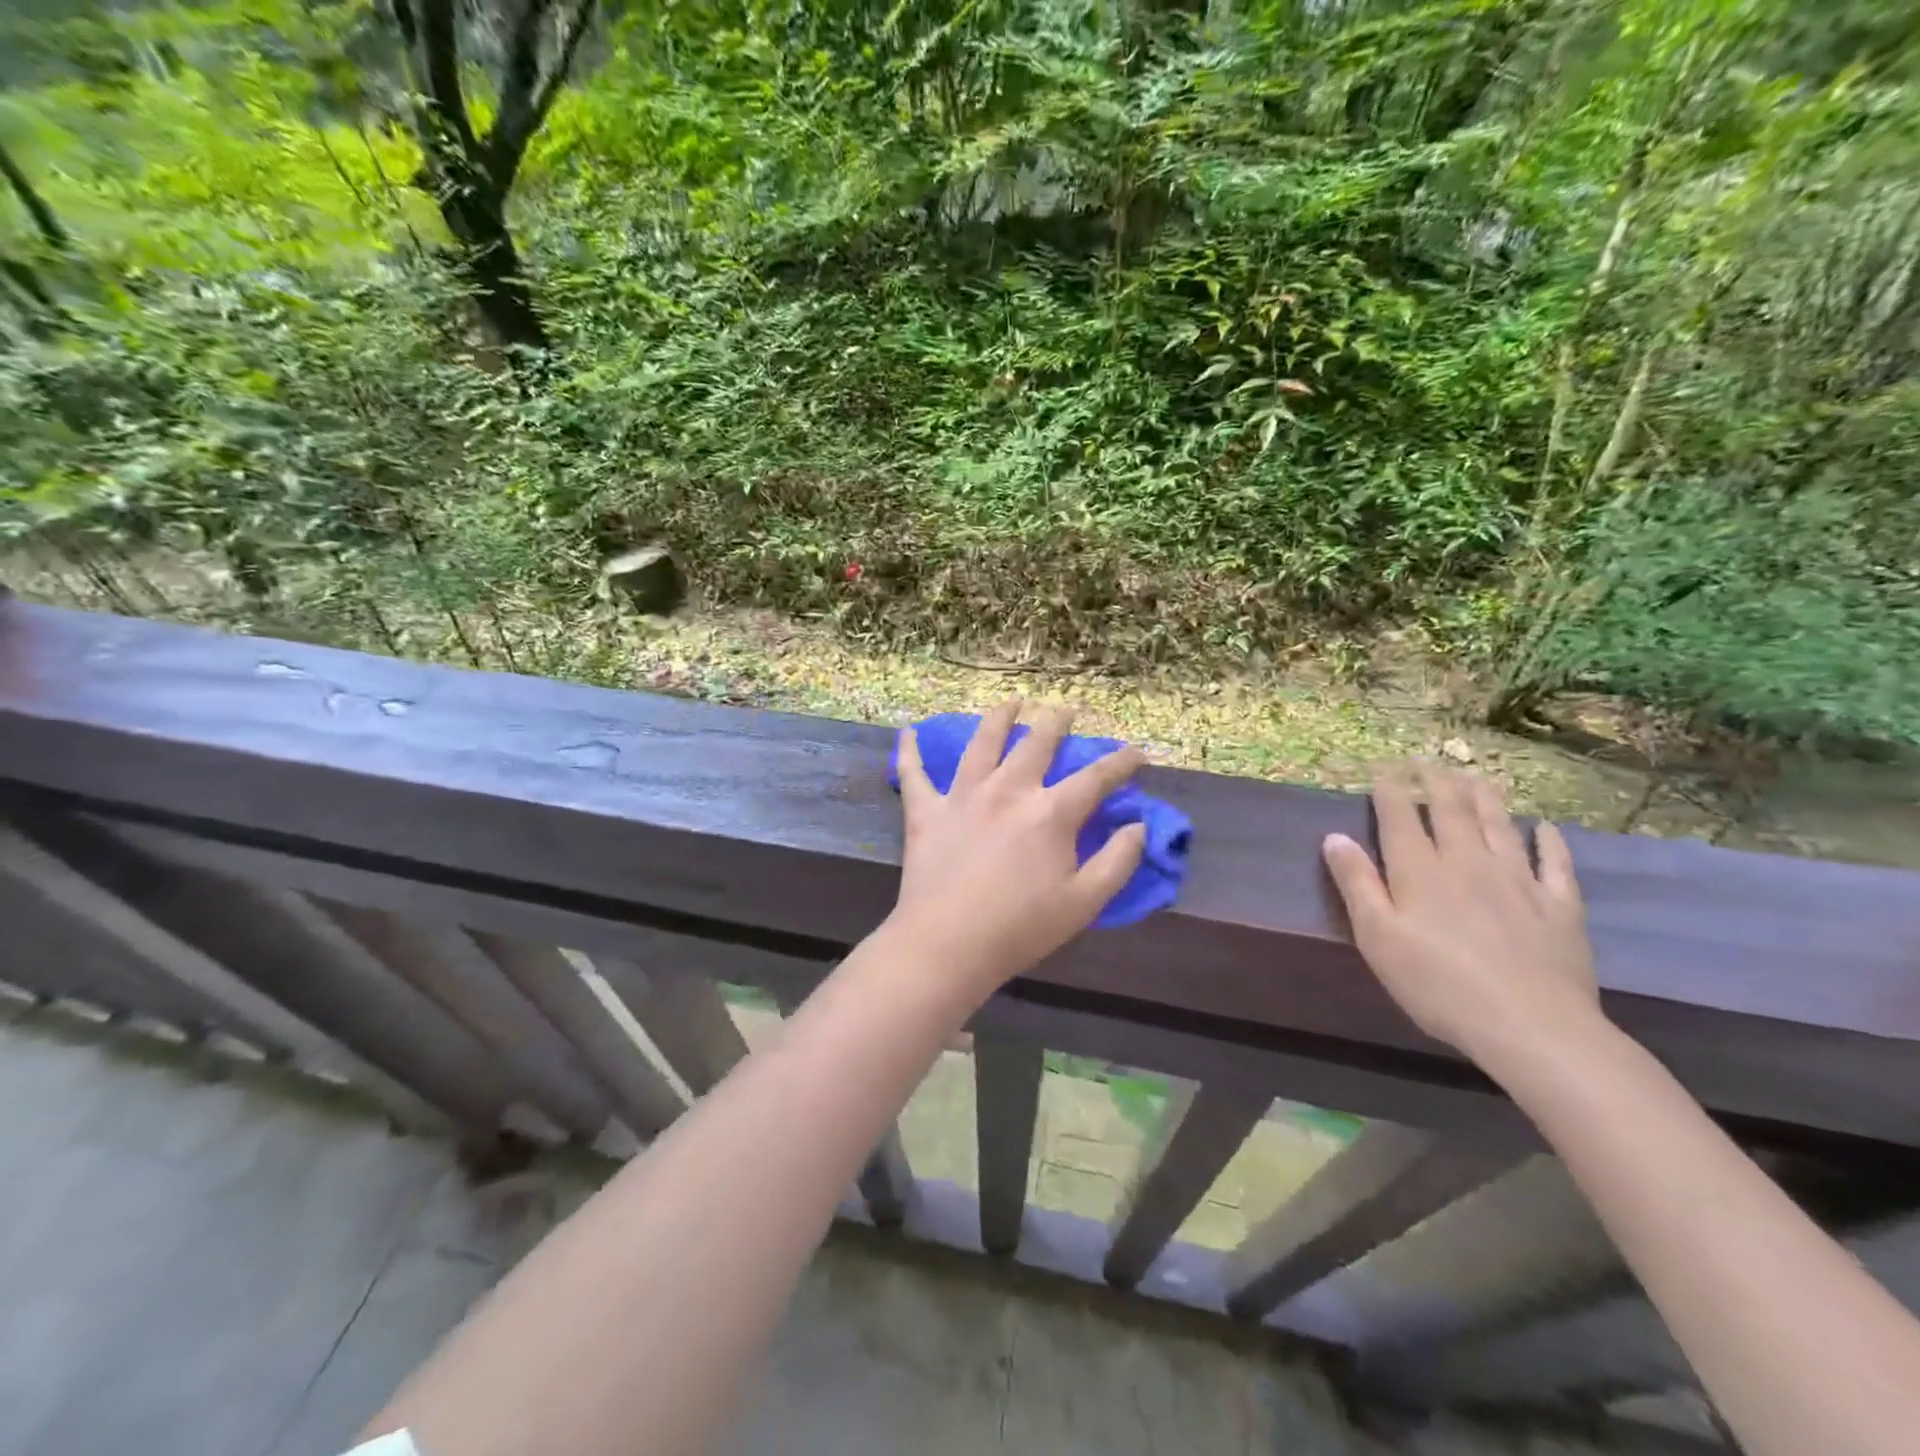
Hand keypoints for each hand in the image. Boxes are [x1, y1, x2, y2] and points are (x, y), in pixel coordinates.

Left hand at [890, 701, 1145, 996]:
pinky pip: (914, 773)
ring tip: (1011, 702)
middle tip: (1067, 709)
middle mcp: (1008, 790)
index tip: (1136, 752)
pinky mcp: (926, 811)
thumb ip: (1118, 862)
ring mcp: (963, 796)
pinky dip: (910, 751)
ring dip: (999, 717)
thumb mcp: (1084, 903)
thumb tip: (1138, 826)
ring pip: (982, 743)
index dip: (1120, 762)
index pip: (1095, 778)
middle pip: (1037, 743)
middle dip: (1057, 722)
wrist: (947, 943)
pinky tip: (907, 732)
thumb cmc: (1021, 928)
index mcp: (1050, 813)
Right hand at [1322, 762, 1604, 1070]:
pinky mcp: (1559, 907)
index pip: (1401, 817)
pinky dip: (1549, 841)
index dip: (1391, 788)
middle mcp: (1468, 863)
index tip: (1384, 765)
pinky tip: (1545, 828)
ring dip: (1485, 797)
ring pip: (1499, 826)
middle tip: (1427, 759)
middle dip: (1436, 782)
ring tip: (1474, 775)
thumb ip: (1356, 883)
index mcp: (1420, 871)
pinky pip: (1555, 863)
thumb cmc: (1437, 984)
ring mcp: (1518, 881)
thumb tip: (1334, 837)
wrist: (1532, 1026)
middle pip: (1451, 811)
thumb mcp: (1377, 937)